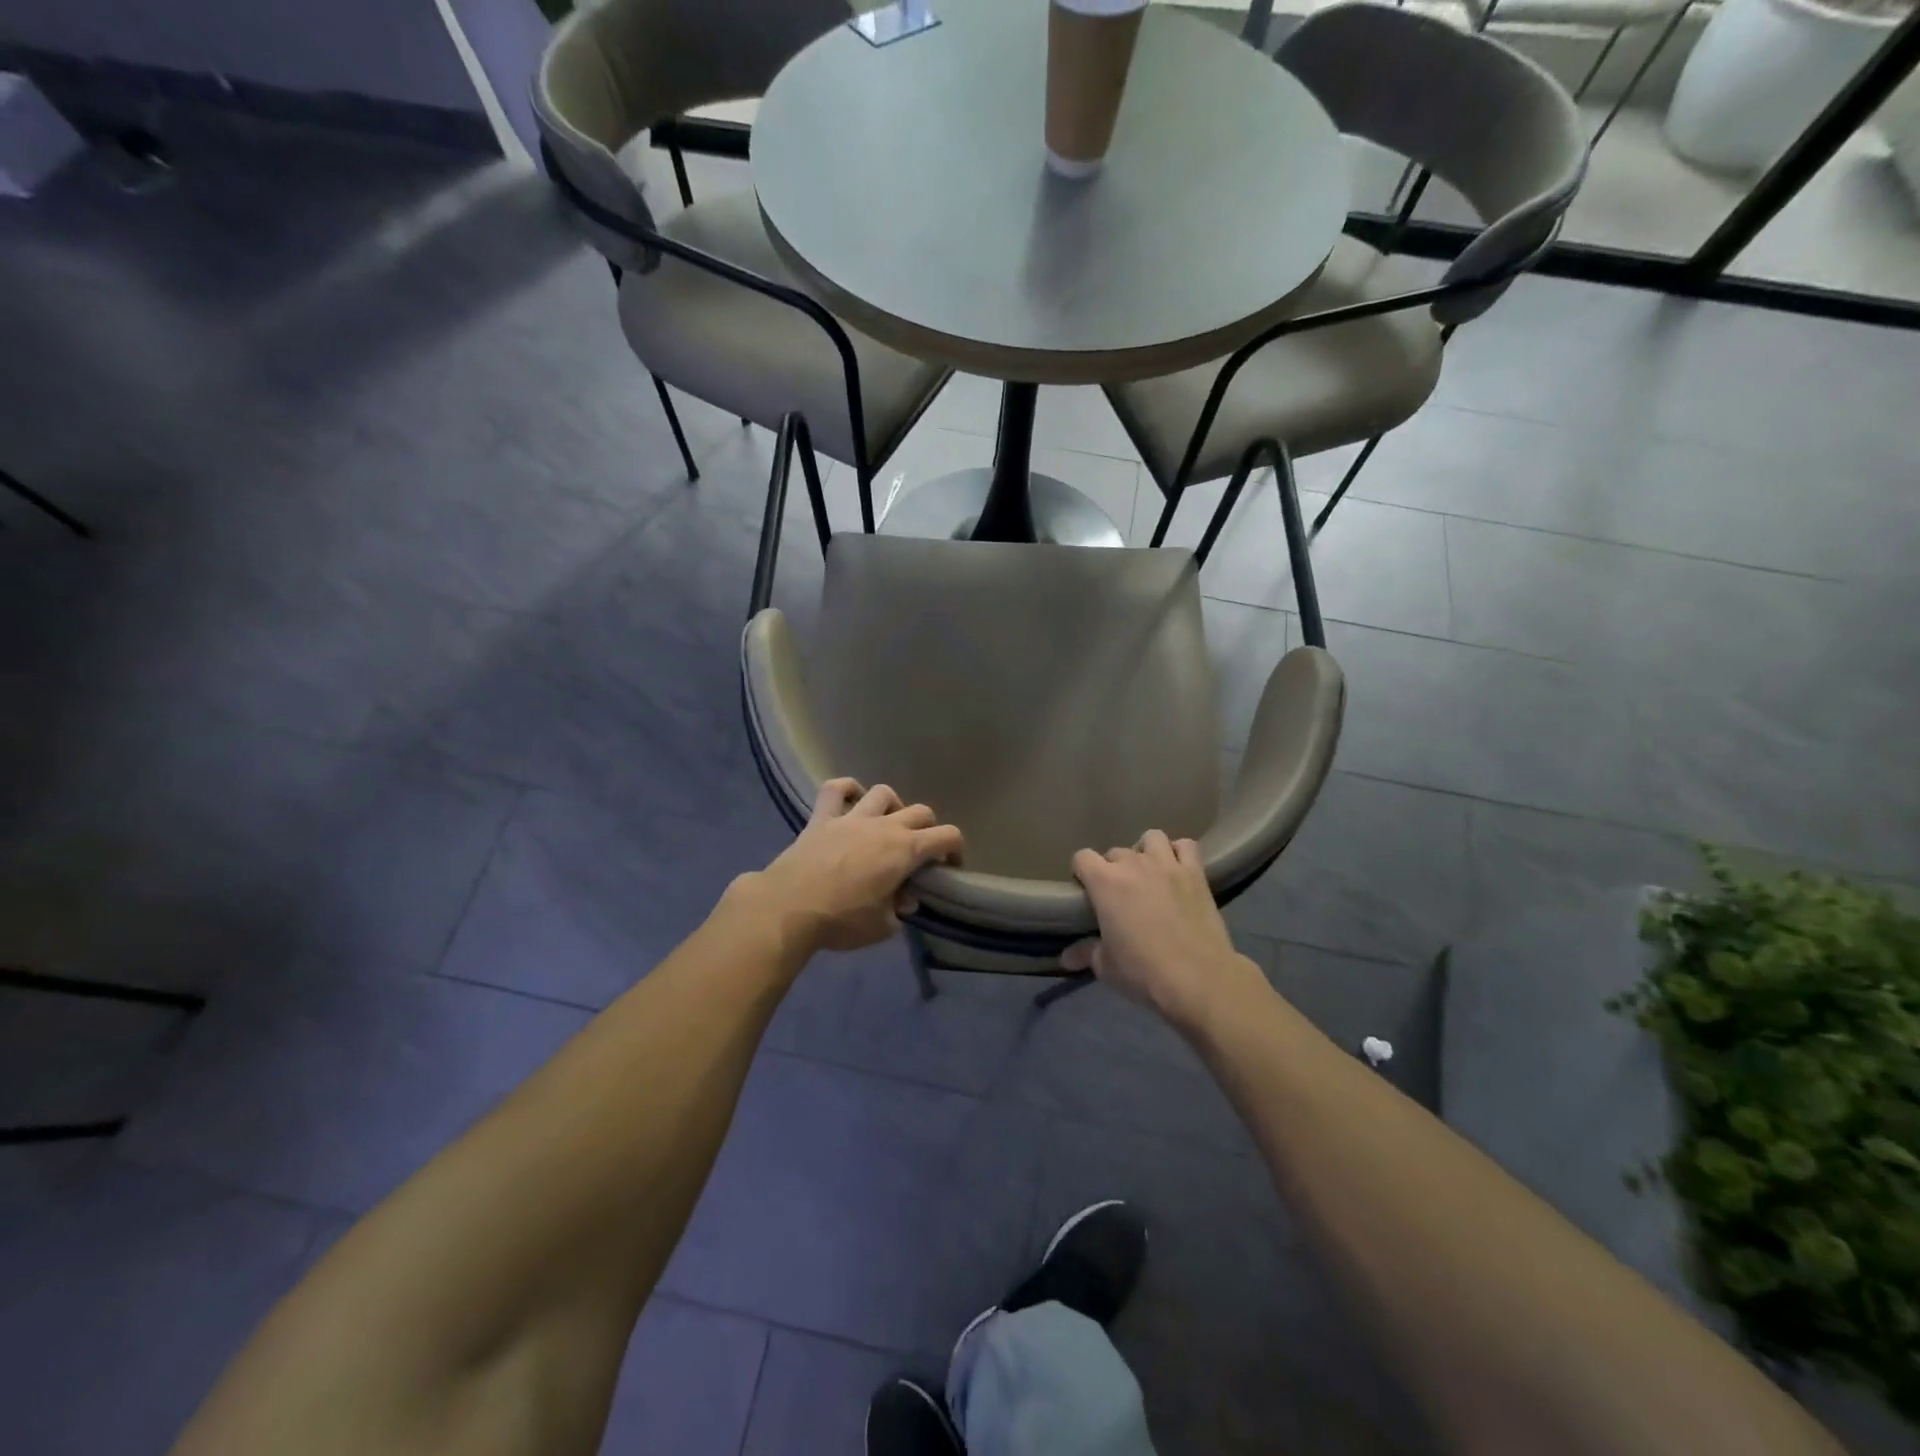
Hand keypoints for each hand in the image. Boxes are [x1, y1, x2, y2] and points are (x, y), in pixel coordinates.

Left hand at [754, 779, 963, 952]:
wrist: (788, 908)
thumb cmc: (841, 920)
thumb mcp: (882, 926)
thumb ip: (899, 910)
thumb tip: (904, 899)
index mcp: (905, 850)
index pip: (947, 836)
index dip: (955, 850)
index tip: (949, 868)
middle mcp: (884, 826)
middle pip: (921, 812)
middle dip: (929, 829)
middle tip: (920, 852)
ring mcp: (851, 817)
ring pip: (883, 793)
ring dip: (892, 807)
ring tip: (887, 825)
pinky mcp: (821, 818)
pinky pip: (835, 789)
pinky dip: (847, 789)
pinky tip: (851, 799)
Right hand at [1065, 830, 1265, 1032]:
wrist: (1198, 978)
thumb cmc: (1143, 971)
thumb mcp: (1106, 967)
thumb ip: (1086, 953)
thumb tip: (1067, 957)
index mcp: (1105, 882)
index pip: (1082, 857)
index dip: (1081, 872)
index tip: (1087, 893)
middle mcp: (1134, 864)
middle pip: (1115, 852)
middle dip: (1113, 869)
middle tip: (1119, 895)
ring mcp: (1167, 865)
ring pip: (1151, 838)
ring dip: (1145, 852)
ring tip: (1148, 874)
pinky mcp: (1195, 873)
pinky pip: (1186, 846)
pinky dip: (1179, 853)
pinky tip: (1177, 870)